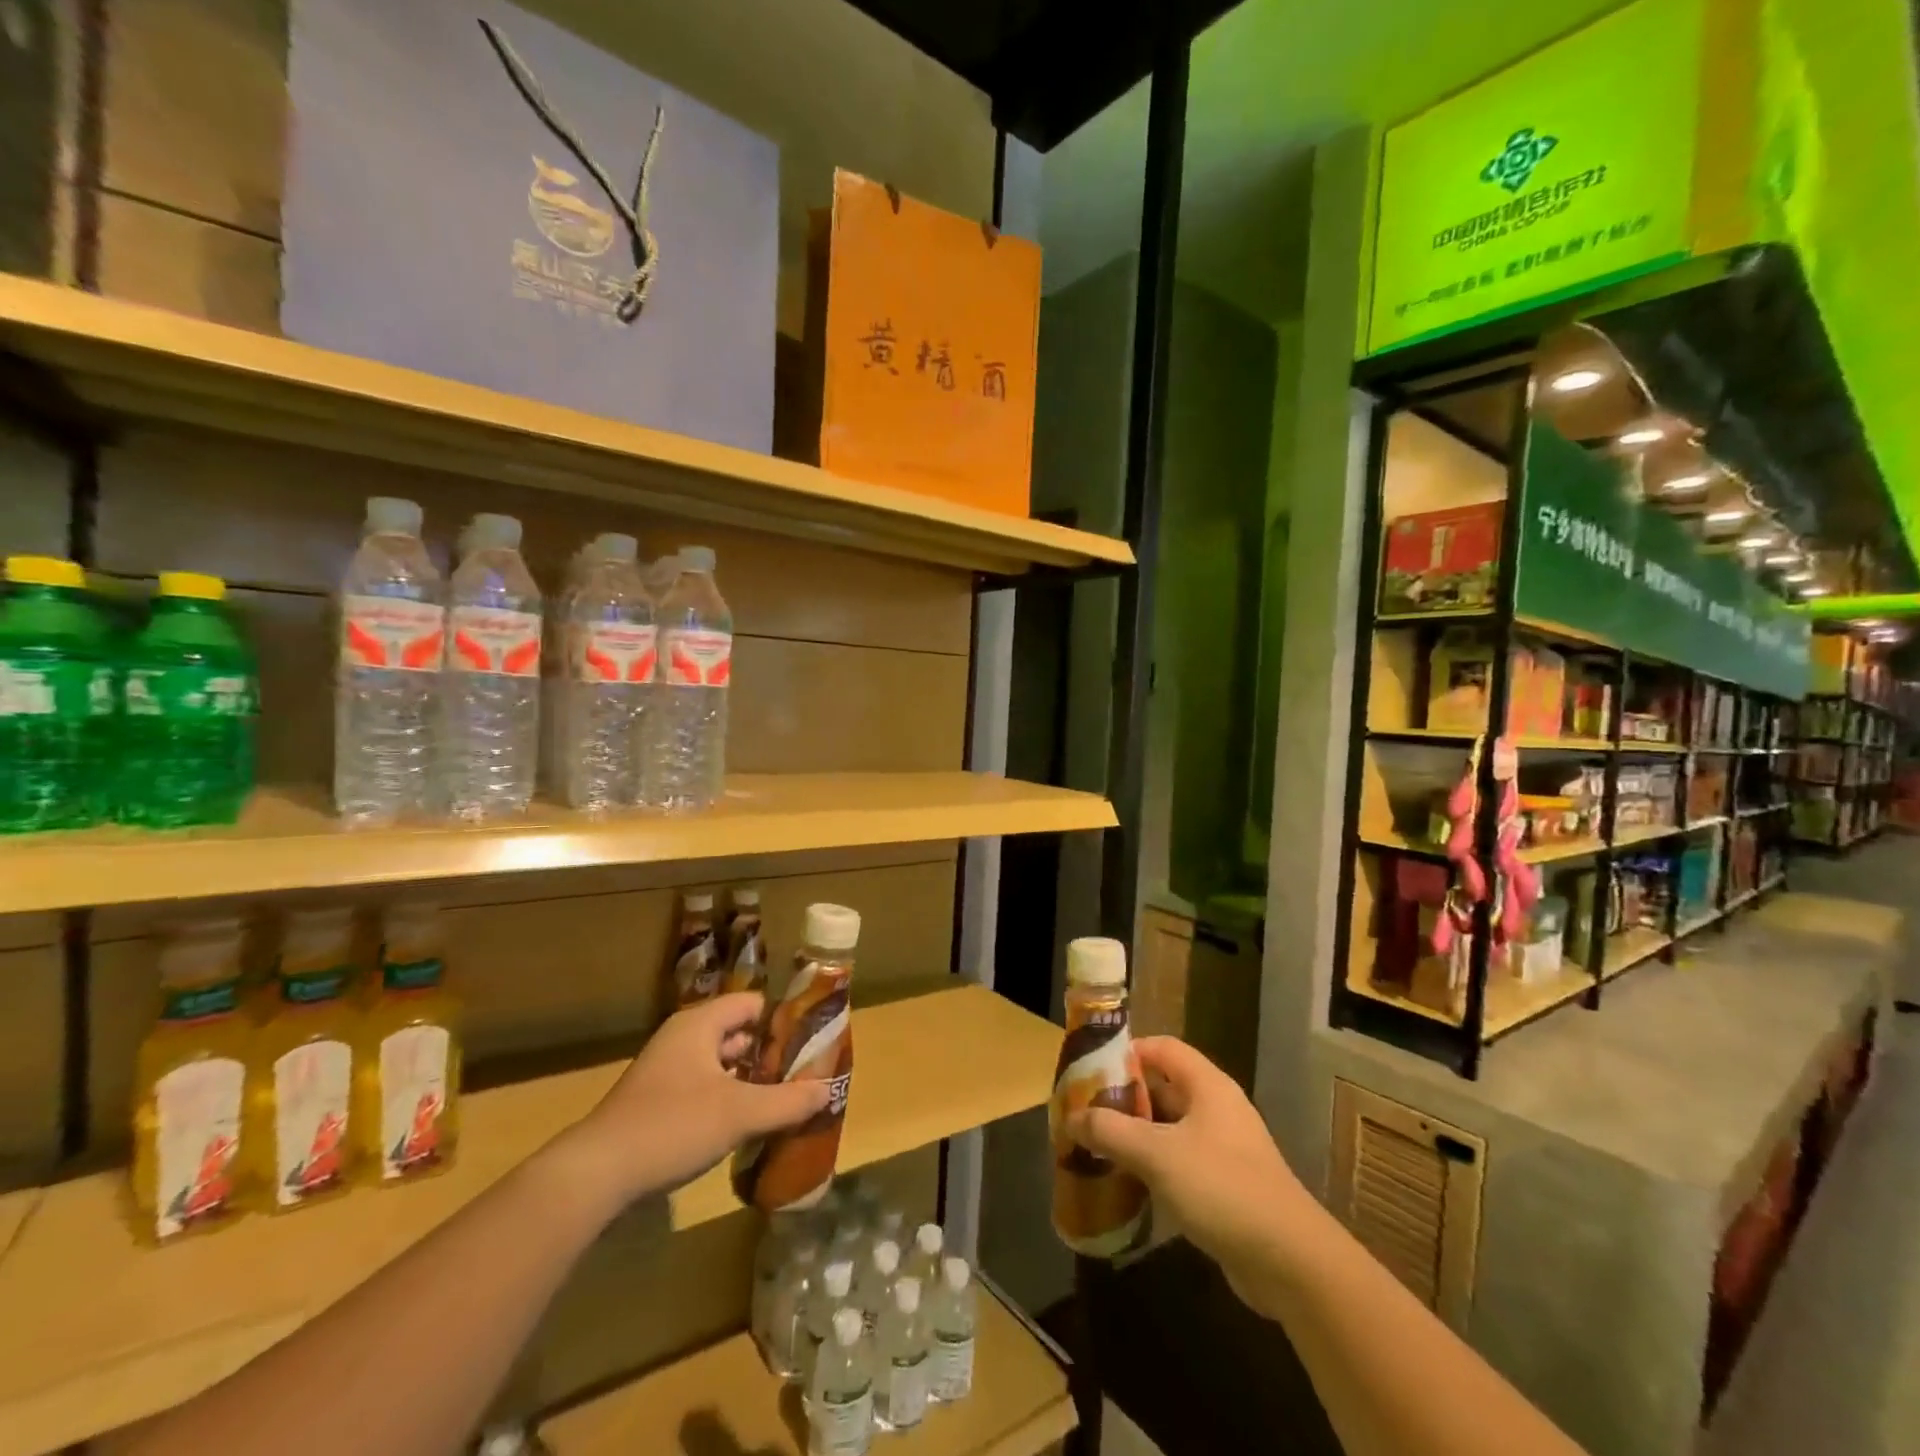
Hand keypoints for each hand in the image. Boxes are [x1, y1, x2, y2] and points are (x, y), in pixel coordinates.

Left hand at [550, 993, 829, 1211]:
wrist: (595, 1175)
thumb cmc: (672, 1126)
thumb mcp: (739, 1113)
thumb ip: (788, 1101)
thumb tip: (828, 1090)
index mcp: (699, 1024)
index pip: (753, 1004)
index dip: (784, 1020)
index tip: (812, 1042)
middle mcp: (683, 1039)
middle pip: (738, 1034)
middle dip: (771, 1054)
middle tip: (805, 1074)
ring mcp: (667, 1072)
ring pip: (722, 1065)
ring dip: (750, 1080)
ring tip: (785, 1101)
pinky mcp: (657, 1104)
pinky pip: (705, 1089)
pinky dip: (728, 1100)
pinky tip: (746, 1126)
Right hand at [1066, 1037, 1315, 1302]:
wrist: (1291, 1262)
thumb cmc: (1222, 1188)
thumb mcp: (1157, 1154)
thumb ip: (1111, 1131)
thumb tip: (1072, 1118)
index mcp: (1207, 1085)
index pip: (1162, 1047)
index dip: (1126, 1052)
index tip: (1090, 1069)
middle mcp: (1217, 1108)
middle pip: (1163, 1086)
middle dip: (1124, 1097)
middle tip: (1085, 1111)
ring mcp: (1225, 1148)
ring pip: (1170, 1127)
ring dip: (1136, 1134)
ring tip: (1096, 1146)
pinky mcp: (1226, 1186)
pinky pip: (1181, 1161)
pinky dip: (1153, 1165)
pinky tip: (1127, 1184)